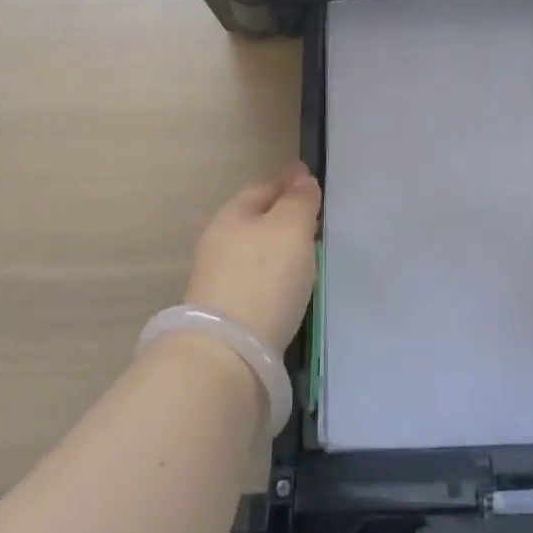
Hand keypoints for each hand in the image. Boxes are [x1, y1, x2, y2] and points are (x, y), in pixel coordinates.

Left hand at [183, 163, 321, 351]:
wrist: (227, 355)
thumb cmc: (263, 278)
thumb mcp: (290, 228)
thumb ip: (299, 200)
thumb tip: (302, 177)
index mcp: (232, 215)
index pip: (264, 187)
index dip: (289, 184)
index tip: (313, 185)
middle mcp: (219, 242)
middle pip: (256, 219)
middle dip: (283, 216)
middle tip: (314, 220)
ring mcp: (218, 279)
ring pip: (255, 251)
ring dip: (278, 248)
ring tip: (306, 254)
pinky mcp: (224, 312)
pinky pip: (255, 280)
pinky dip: (272, 276)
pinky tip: (288, 287)